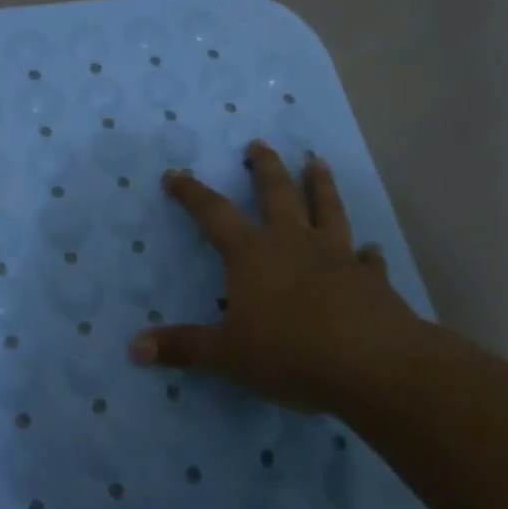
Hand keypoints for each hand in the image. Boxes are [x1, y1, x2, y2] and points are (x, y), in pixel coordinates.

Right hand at [128, 140, 418, 413]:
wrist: (372, 365)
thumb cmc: (290, 352)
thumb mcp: (227, 355)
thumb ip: (184, 347)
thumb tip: (135, 348)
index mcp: (252, 253)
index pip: (214, 213)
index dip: (192, 193)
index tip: (175, 174)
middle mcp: (293, 242)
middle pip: (277, 193)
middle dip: (265, 167)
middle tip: (259, 144)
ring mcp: (337, 256)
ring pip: (327, 210)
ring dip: (321, 186)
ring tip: (318, 162)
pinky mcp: (371, 280)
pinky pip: (368, 260)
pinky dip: (368, 253)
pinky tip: (372, 248)